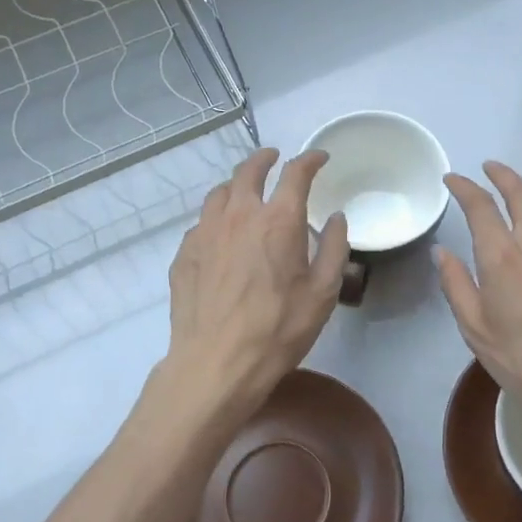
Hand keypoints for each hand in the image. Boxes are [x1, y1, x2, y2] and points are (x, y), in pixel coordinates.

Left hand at [164, 147, 349, 421]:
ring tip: (244, 192)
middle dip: (265, 159)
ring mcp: (205, 233)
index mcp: (278, 220)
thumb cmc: (279, 329)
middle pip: (248, 171)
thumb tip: (337, 219)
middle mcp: (239, 215)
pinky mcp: (184, 254)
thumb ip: (335, 249)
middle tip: (274, 158)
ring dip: (236, 185)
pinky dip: (216, 219)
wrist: (217, 363)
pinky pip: (202, 224)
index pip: (295, 173)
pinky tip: (221, 236)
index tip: (319, 158)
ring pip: (219, 193)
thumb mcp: (323, 292)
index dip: (310, 160)